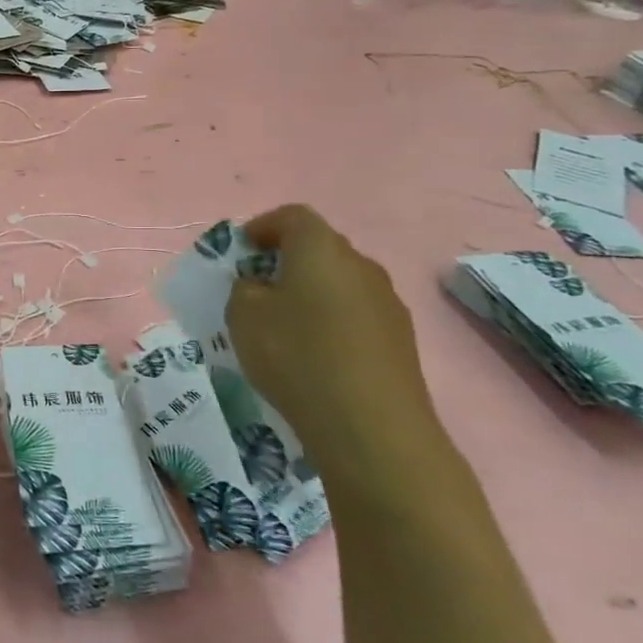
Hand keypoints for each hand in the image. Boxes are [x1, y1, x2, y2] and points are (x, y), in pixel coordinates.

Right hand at [228, 205, 448, 491]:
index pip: (292, 216)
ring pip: (340, 283)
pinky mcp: (401, 339)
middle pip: (319, 248)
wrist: (371, 426)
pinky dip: (332, 322)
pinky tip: (316, 355)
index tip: (241, 250)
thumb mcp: (242, 315)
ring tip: (285, 327)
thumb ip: (244, 288)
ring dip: (312, 293)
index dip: (263, 227)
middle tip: (258, 288)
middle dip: (287, 261)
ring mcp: (387, 302)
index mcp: (320, 248)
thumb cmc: (296, 355)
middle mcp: (360, 264)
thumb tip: (261, 286)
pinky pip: (356, 315)